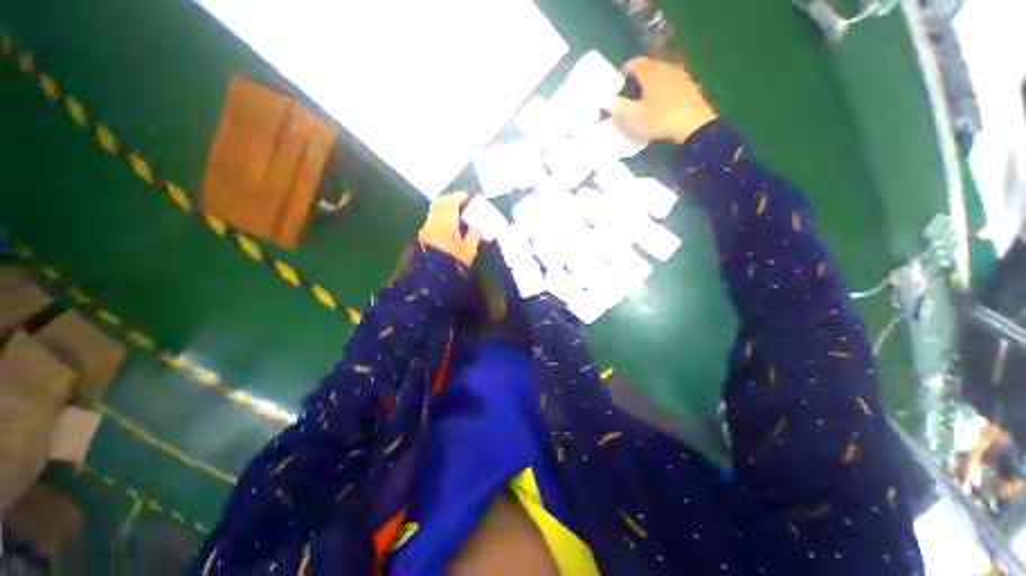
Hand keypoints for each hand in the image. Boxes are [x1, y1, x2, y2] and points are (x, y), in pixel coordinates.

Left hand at [418, 190, 482, 266]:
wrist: (430, 277)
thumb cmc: (453, 260)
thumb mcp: (469, 250)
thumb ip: (474, 236)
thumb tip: (478, 226)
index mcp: (446, 220)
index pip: (451, 202)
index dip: (459, 197)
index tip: (466, 196)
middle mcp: (434, 221)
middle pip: (439, 203)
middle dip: (448, 200)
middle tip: (459, 203)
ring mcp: (426, 229)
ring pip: (434, 213)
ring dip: (443, 210)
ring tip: (455, 217)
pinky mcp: (422, 238)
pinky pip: (432, 222)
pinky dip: (439, 220)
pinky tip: (447, 228)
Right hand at [610, 56, 716, 144]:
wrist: (693, 124)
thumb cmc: (660, 119)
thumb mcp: (635, 117)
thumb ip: (619, 108)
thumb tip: (607, 102)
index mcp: (650, 72)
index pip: (635, 63)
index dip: (626, 69)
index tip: (620, 80)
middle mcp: (665, 67)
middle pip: (650, 65)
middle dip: (639, 75)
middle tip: (632, 89)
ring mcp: (679, 74)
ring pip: (662, 72)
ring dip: (653, 80)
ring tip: (646, 95)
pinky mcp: (689, 84)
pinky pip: (672, 80)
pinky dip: (664, 86)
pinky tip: (662, 100)